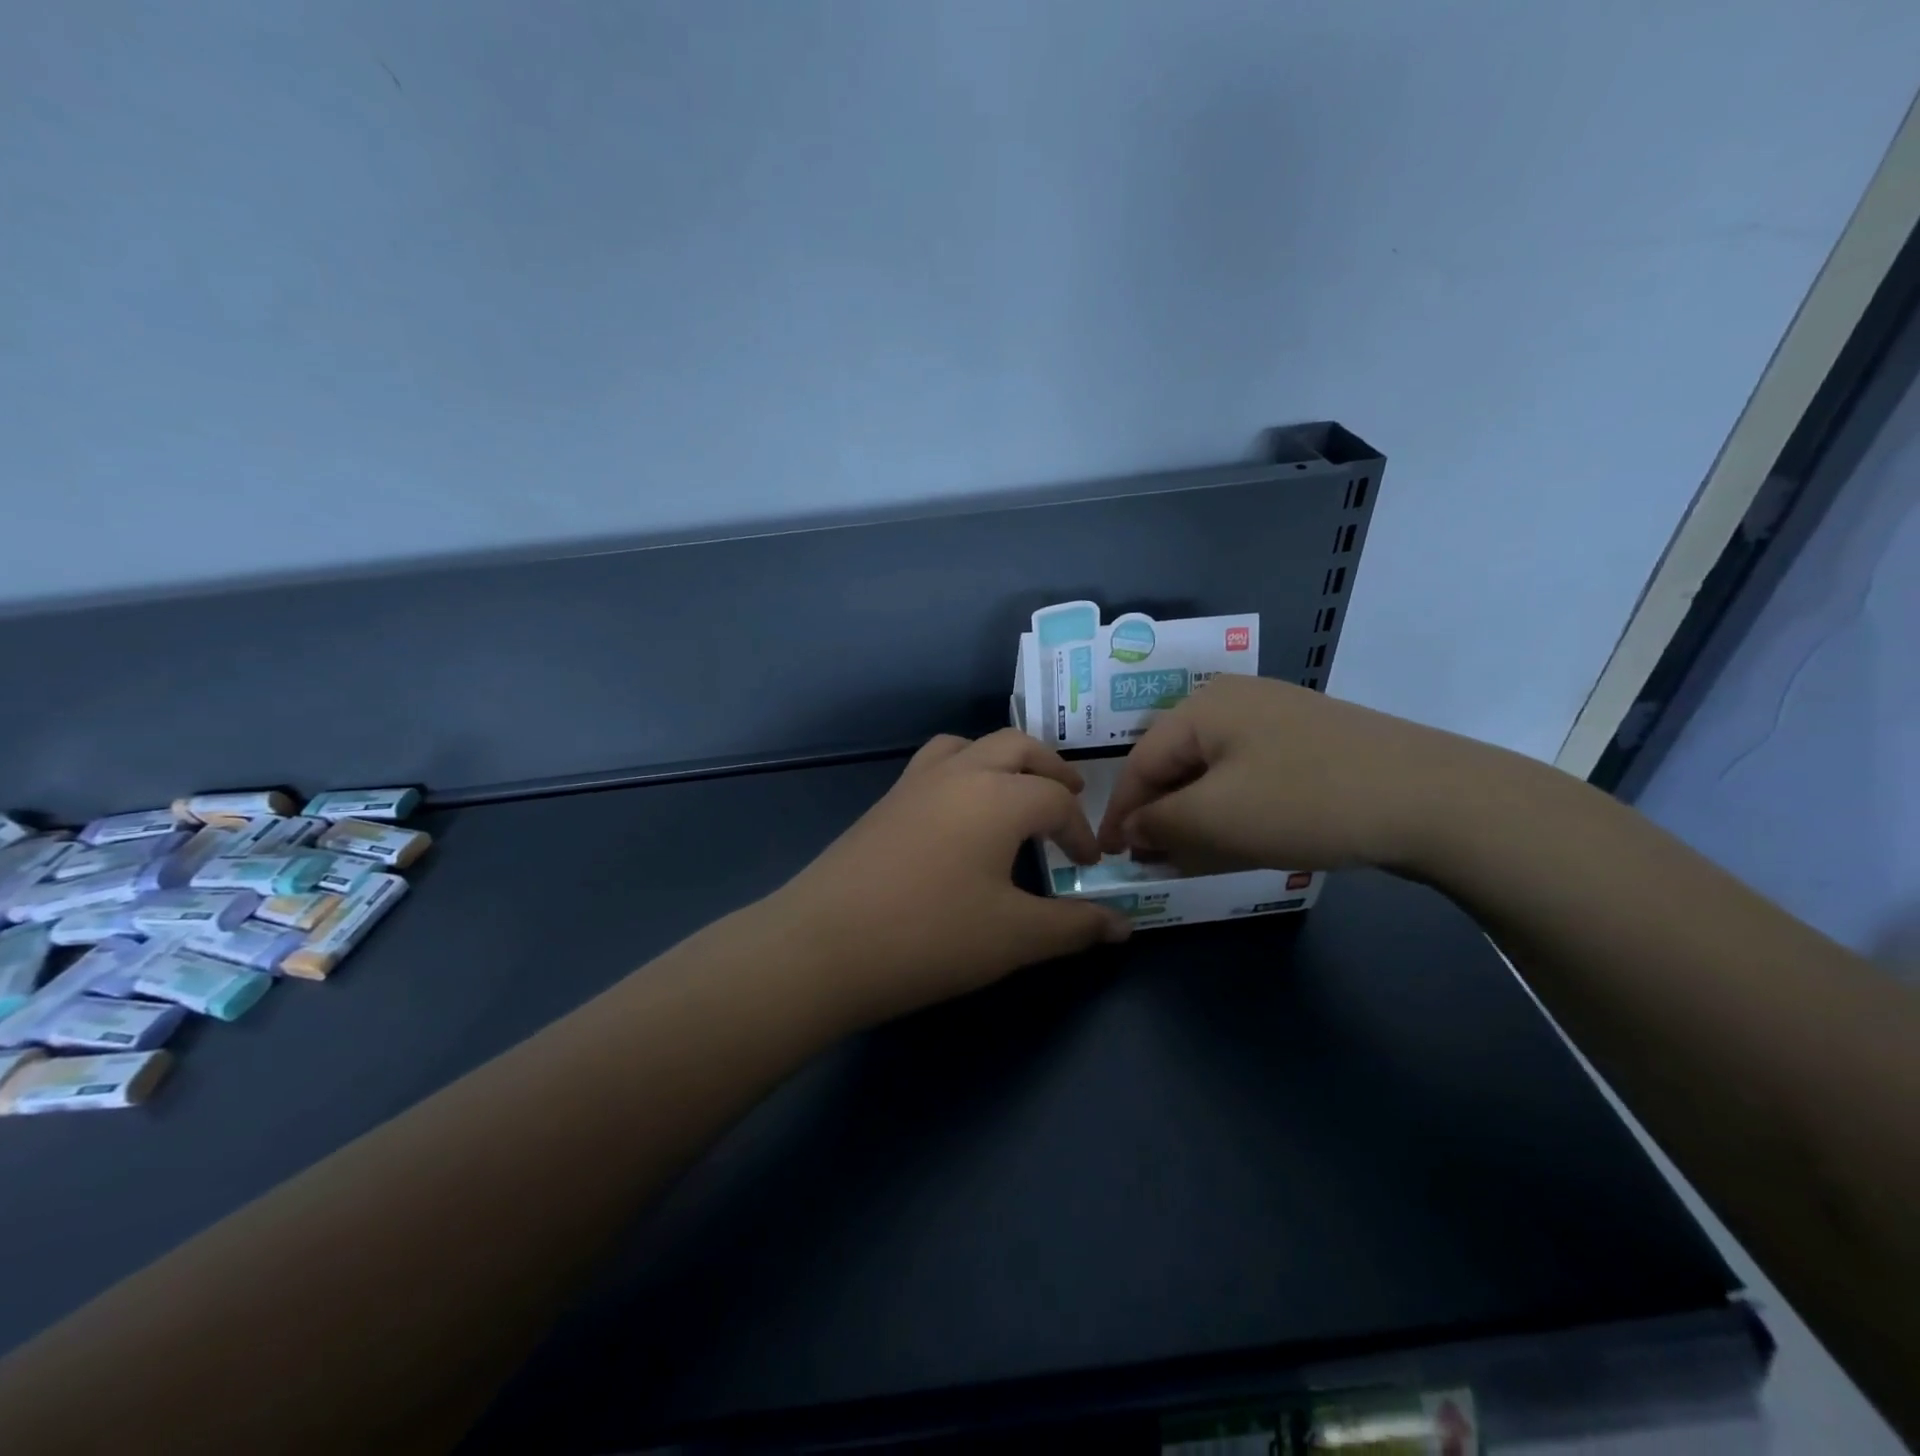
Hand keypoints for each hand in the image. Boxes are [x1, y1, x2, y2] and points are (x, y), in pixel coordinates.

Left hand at [767, 729, 1132, 1029]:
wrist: (822, 946)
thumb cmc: (930, 937)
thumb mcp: (1014, 937)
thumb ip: (1074, 926)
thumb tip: (1124, 927)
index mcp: (998, 796)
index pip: (1056, 800)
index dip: (1081, 831)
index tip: (1089, 866)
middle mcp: (958, 773)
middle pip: (1016, 747)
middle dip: (1050, 769)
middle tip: (1070, 796)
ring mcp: (914, 783)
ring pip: (969, 745)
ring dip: (1002, 760)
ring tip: (1016, 792)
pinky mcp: (884, 802)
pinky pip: (936, 765)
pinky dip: (964, 772)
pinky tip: (960, 817)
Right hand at [1096, 675, 1471, 875]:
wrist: (1434, 798)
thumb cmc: (1304, 801)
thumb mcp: (1215, 818)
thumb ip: (1159, 824)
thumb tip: (1132, 829)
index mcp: (1203, 707)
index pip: (1141, 762)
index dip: (1121, 811)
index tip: (1109, 854)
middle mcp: (1235, 702)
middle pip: (1178, 764)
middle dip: (1160, 816)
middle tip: (1150, 861)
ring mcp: (1279, 720)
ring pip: (1215, 774)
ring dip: (1196, 817)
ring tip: (1189, 858)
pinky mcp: (1312, 745)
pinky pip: (1252, 778)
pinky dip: (1234, 811)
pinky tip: (1239, 840)